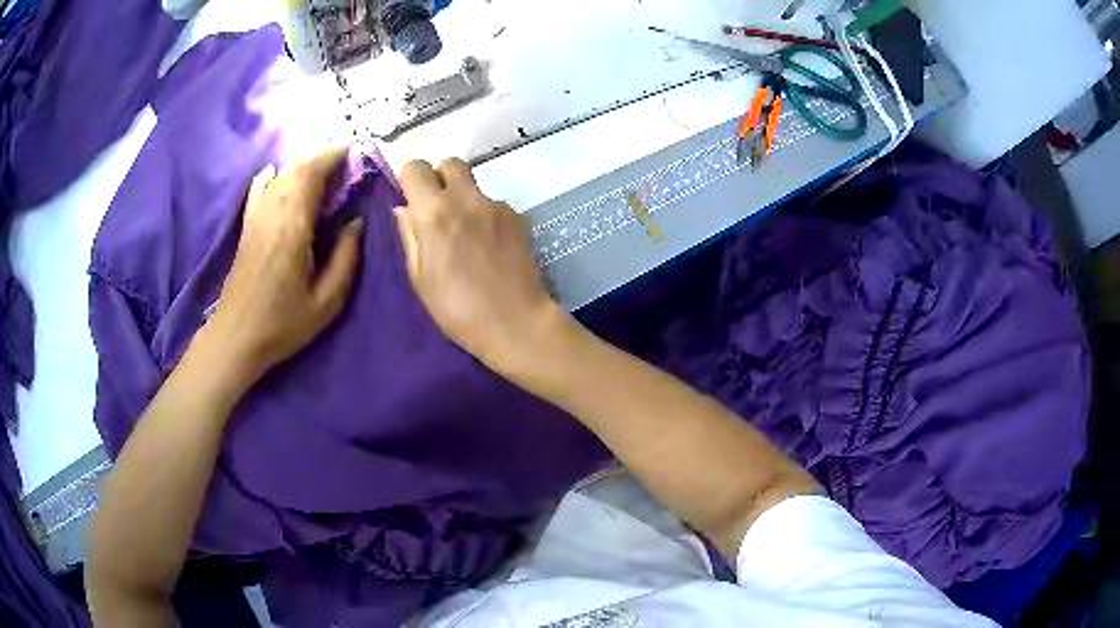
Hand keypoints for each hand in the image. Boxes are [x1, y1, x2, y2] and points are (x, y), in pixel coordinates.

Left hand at [201, 147, 363, 386]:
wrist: (237, 337)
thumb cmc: (283, 323)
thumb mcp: (326, 301)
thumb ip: (345, 258)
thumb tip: (355, 222)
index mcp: (293, 228)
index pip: (311, 175)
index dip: (332, 158)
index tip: (354, 153)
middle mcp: (272, 214)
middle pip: (295, 169)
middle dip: (321, 157)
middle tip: (344, 162)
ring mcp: (256, 219)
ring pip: (279, 176)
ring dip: (301, 165)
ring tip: (321, 170)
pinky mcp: (247, 228)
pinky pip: (258, 190)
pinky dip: (271, 176)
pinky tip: (276, 173)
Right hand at [392, 159, 571, 371]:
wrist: (515, 321)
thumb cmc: (457, 308)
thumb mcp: (420, 277)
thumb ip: (410, 235)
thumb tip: (405, 208)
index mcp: (434, 212)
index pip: (415, 167)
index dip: (409, 179)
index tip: (411, 199)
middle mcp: (466, 198)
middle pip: (450, 163)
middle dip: (439, 179)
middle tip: (438, 210)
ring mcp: (496, 205)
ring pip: (474, 184)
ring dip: (464, 198)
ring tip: (466, 234)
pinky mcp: (518, 217)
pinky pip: (494, 205)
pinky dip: (486, 216)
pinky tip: (490, 246)